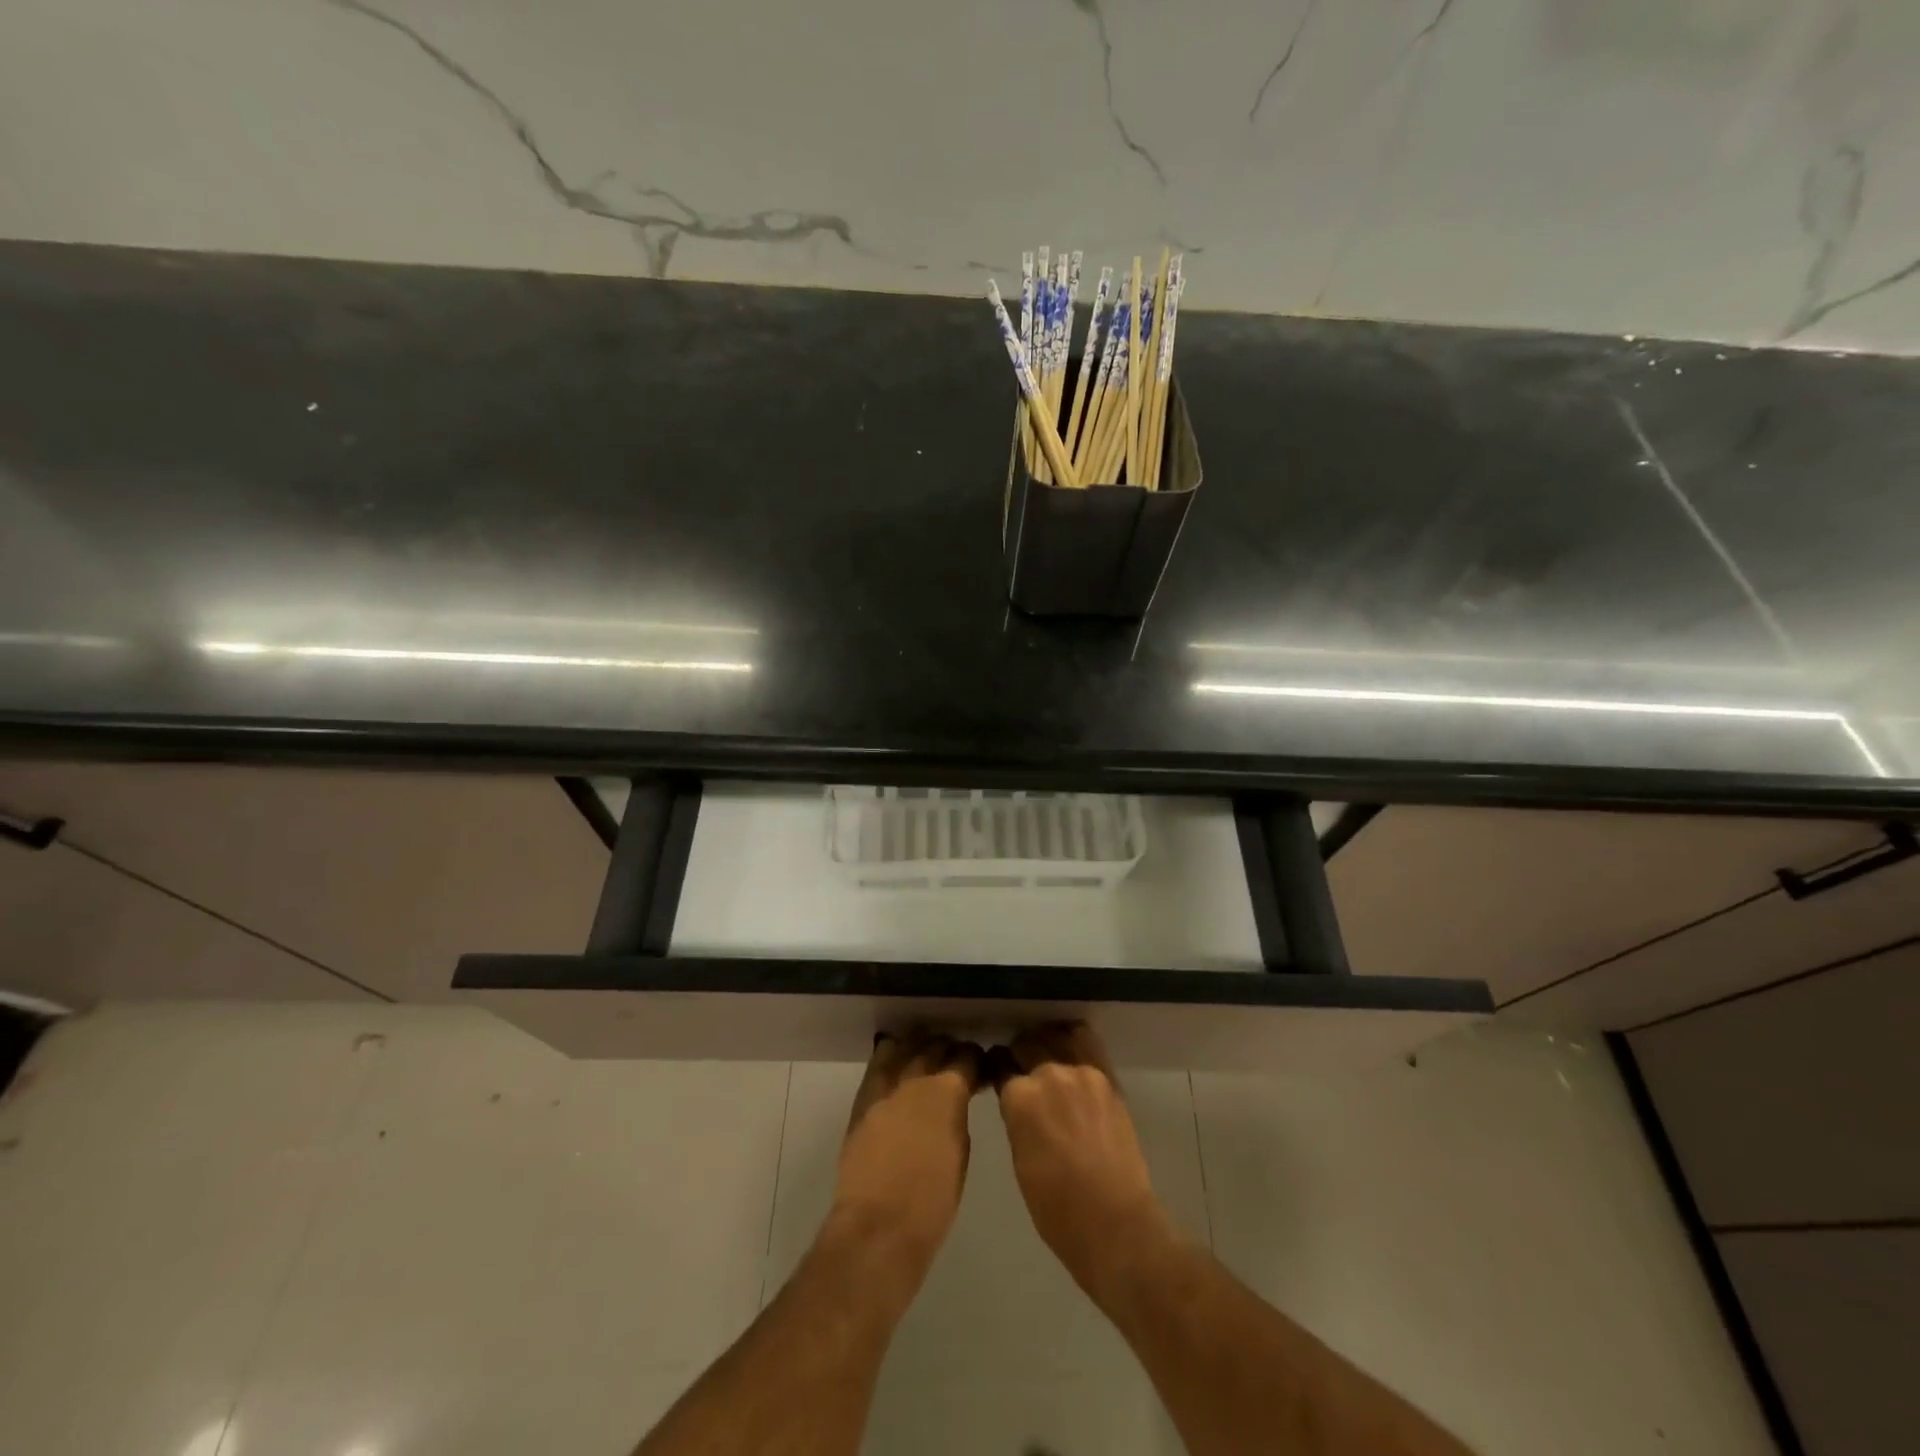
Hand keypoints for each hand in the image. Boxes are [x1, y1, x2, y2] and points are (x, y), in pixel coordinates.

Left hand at [828, 1031, 982, 1284]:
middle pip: (934, 1047)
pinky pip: (877, 1067)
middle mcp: (915, 1079)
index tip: (981, 1064)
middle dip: (948, 1049)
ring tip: (925, 1053)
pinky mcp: (862, 1103)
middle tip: (956, 1058)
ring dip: (917, 1047)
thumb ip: (958, 1115)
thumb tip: (957, 1100)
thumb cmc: (933, 1201)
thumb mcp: (960, 1152)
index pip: (966, 1058)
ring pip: (902, 1049)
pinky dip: (890, 1058)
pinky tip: (896, 1060)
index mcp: (946, 1092)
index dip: (976, 1059)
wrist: (879, 1227)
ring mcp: (885, 1089)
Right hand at [993, 1023, 1174, 1303]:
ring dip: (1046, 1042)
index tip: (997, 1071)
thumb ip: (1017, 1118)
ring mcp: (1081, 1072)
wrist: (1114, 1222)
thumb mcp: (1020, 1159)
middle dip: (1019, 1053)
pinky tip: (1070, 1048)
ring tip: (1046, 1054)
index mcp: (1019, 1097)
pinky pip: (1086, 1042)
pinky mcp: (1107, 1077)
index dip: (997, 1068)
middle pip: (1026, 1044)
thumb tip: (1018, 1101)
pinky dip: (1074, 1040)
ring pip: (1055, 1036)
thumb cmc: (1056, 1207)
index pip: (1000, 1064)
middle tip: (1021, 1066)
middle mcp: (1047, 1073)